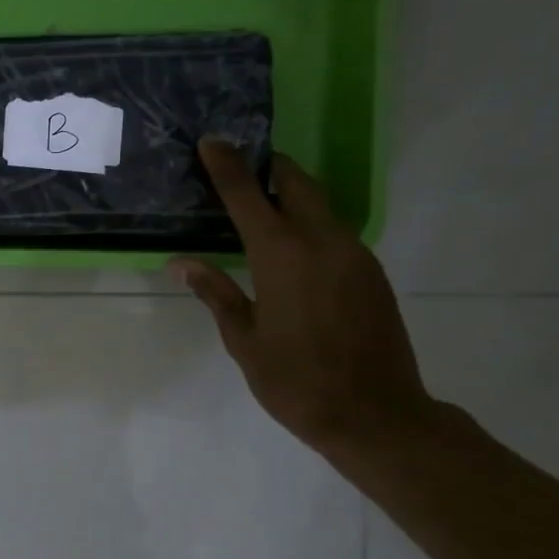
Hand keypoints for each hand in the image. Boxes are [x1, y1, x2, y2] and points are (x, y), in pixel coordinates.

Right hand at [174, 141, 433, 455]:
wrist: (376, 415)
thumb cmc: (296, 381)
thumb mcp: (244, 340)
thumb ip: (215, 293)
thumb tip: (182, 263)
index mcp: (282, 255)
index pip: (247, 194)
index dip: (226, 165)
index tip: (210, 142)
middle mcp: (322, 241)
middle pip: (295, 183)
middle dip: (266, 168)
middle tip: (238, 169)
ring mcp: (354, 253)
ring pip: (320, 204)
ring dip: (290, 195)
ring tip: (260, 207)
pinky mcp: (371, 271)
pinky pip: (335, 230)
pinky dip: (309, 222)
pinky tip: (292, 248)